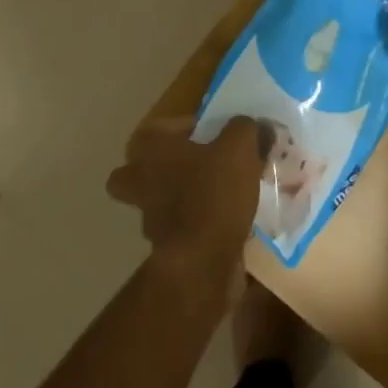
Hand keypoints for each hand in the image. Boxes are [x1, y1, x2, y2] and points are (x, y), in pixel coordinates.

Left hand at [108, 116, 264, 288]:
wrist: (202, 262)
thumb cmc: (213, 192)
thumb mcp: (239, 147)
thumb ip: (245, 129)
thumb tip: (254, 125)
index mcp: (153, 151)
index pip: (153, 130)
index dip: (178, 127)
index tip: (207, 132)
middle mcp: (142, 183)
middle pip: (132, 173)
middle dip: (155, 169)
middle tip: (191, 166)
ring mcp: (151, 219)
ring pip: (156, 203)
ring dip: (179, 199)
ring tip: (217, 195)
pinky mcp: (167, 250)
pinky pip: (180, 230)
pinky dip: (197, 226)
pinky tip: (224, 222)